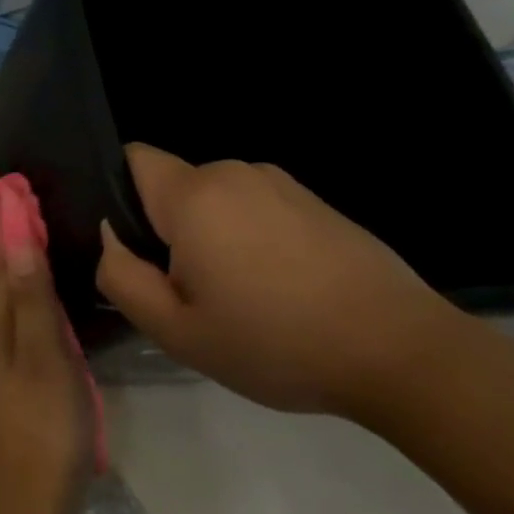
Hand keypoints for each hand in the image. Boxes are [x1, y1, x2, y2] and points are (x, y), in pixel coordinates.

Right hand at [95, 144, 460, 416]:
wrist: (402, 354)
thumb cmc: (275, 343)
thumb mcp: (175, 330)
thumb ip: (121, 276)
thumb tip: (111, 238)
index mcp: (194, 196)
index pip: (132, 159)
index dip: (119, 195)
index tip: (137, 248)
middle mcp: (235, 173)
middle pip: (173, 186)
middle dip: (167, 228)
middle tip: (190, 291)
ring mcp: (282, 184)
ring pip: (216, 200)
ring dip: (211, 235)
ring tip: (240, 295)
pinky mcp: (317, 203)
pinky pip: (256, 208)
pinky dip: (250, 238)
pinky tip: (280, 289)